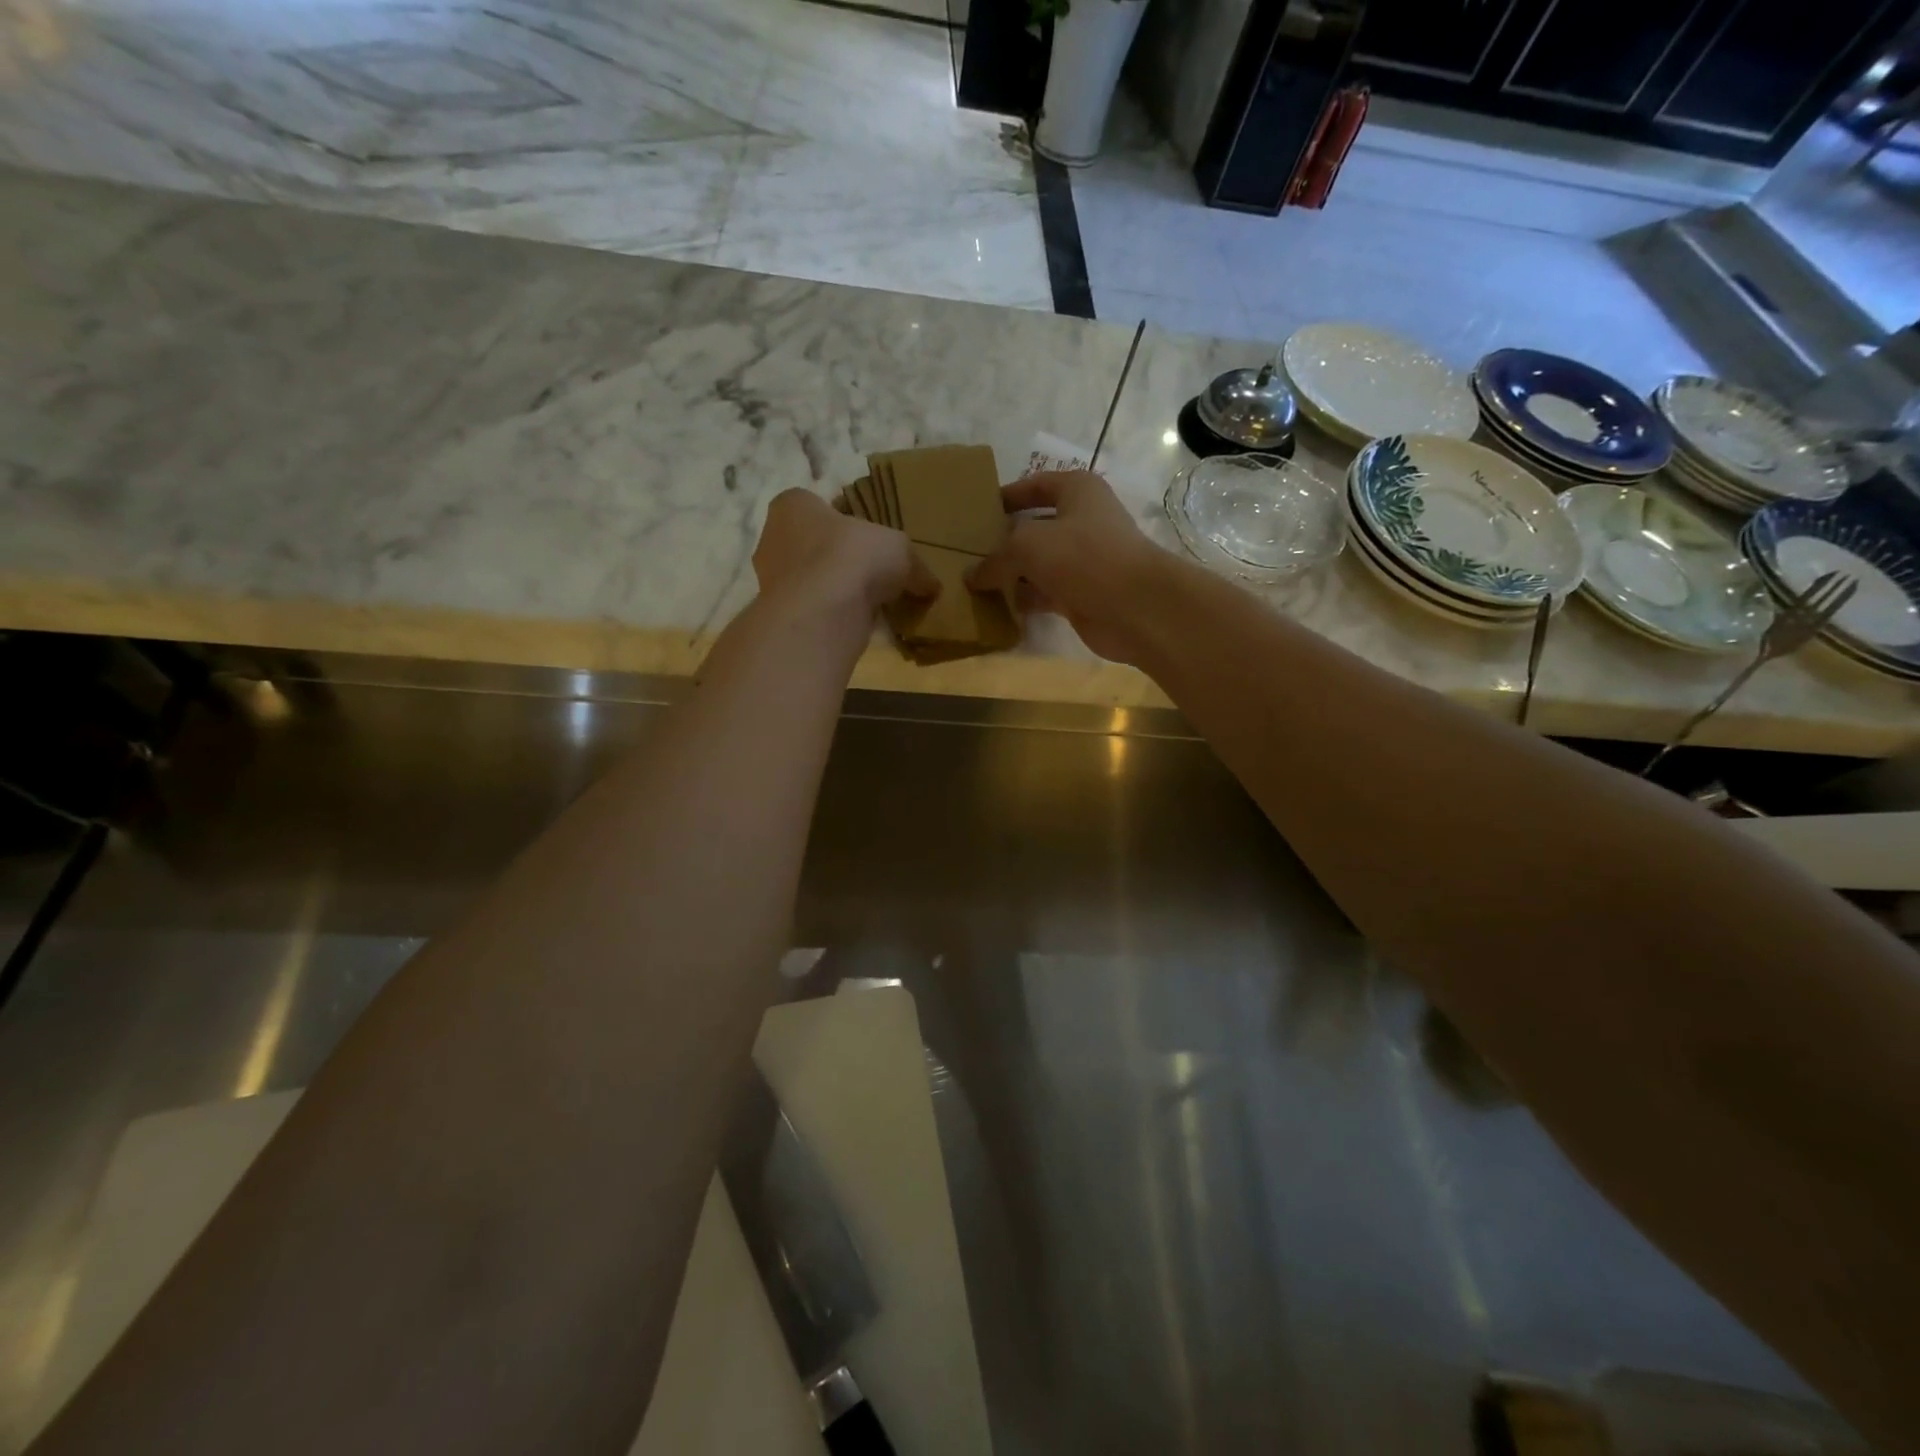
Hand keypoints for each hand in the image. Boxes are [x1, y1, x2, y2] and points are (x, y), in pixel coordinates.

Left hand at [753, 488, 937, 620]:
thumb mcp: (899, 550)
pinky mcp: (779, 616)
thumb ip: (916, 566)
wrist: (820, 613)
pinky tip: (856, 625)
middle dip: (839, 560)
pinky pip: (812, 611)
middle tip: (872, 575)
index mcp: (793, 505)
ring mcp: (769, 581)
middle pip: (812, 546)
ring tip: (868, 605)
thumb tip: (932, 586)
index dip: (845, 522)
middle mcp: (773, 538)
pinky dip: (831, 618)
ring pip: (810, 582)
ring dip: (835, 592)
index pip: (817, 506)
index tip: (869, 541)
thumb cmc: (852, 557)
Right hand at [968, 471, 1171, 663]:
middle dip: (1004, 539)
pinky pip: (1045, 592)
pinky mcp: (1083, 594)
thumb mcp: (1028, 545)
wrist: (1135, 607)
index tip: (977, 512)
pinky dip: (1025, 599)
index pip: (1035, 485)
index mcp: (1077, 491)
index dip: (1007, 495)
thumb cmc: (1084, 557)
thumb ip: (995, 558)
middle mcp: (1083, 521)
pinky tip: (999, 606)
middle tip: (969, 552)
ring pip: (1039, 563)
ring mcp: (1084, 560)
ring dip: (1012, 573)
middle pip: (1035, 526)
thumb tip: (972, 576)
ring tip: (975, 582)